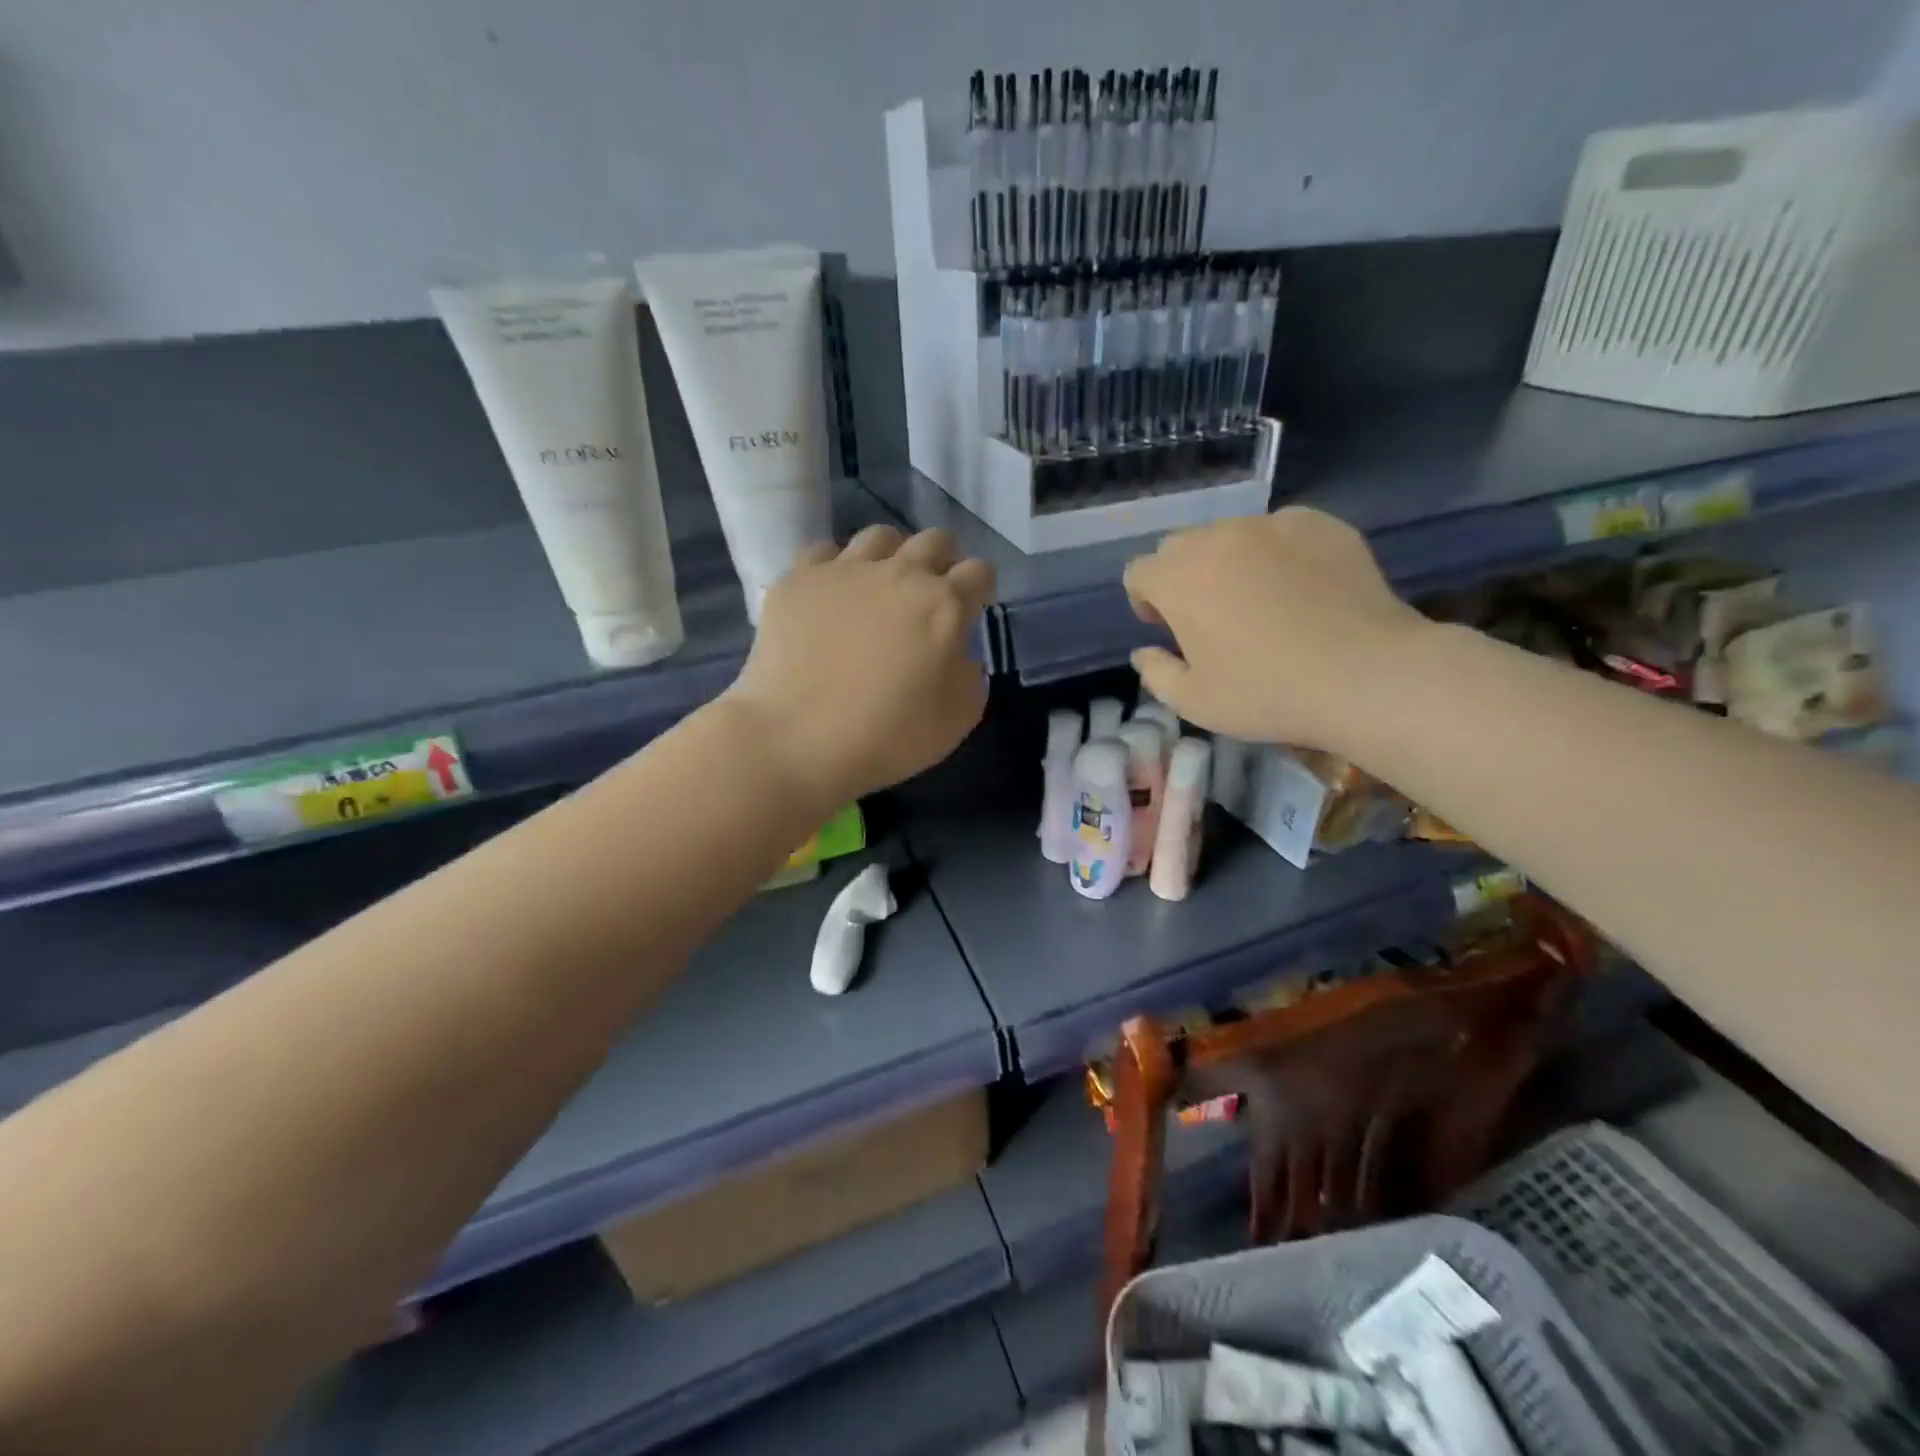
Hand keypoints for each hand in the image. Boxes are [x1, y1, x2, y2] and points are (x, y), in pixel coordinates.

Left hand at [724, 526, 994, 808]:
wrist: (797, 739)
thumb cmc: (889, 735)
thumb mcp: (958, 717)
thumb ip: (970, 674)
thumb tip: (958, 654)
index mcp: (944, 604)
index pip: (979, 572)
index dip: (981, 587)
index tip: (973, 607)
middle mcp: (899, 573)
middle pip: (934, 540)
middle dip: (942, 560)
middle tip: (931, 593)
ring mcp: (844, 570)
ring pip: (880, 536)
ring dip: (891, 555)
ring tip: (881, 586)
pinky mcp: (799, 579)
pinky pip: (823, 552)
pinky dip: (835, 568)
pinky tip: (831, 595)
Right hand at [1122, 506, 1425, 748]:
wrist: (1365, 674)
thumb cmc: (1267, 693)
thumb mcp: (1194, 702)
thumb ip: (1155, 673)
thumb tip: (1145, 651)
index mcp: (1178, 579)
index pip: (1139, 571)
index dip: (1145, 600)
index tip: (1167, 627)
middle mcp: (1217, 539)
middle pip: (1180, 546)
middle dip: (1182, 575)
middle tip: (1209, 613)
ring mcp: (1271, 525)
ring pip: (1230, 533)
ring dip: (1228, 561)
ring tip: (1260, 598)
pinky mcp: (1320, 523)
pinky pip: (1280, 530)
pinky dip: (1277, 552)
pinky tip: (1302, 587)